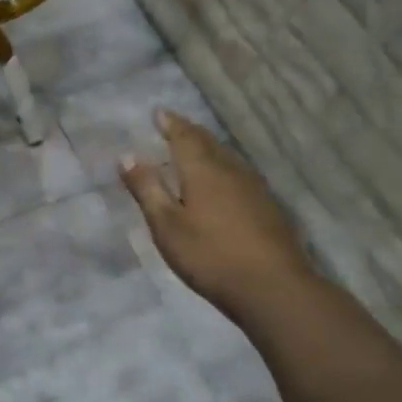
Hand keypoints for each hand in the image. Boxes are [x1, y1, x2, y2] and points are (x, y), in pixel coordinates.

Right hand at [119, 109, 313, 321]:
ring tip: (195, 149)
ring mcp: (255, 189)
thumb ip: (147, 189)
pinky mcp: (269, 208)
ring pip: (227, 158)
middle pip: (209, 143)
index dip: (171, 124)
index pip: (184, 137)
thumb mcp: (167, 226)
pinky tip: (224, 182)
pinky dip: (223, 169)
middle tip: (175, 126)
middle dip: (190, 132)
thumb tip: (127, 155)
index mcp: (204, 170)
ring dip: (209, 149)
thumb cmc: (210, 256)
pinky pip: (240, 175)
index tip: (159, 112)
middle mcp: (231, 171)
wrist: (274, 288)